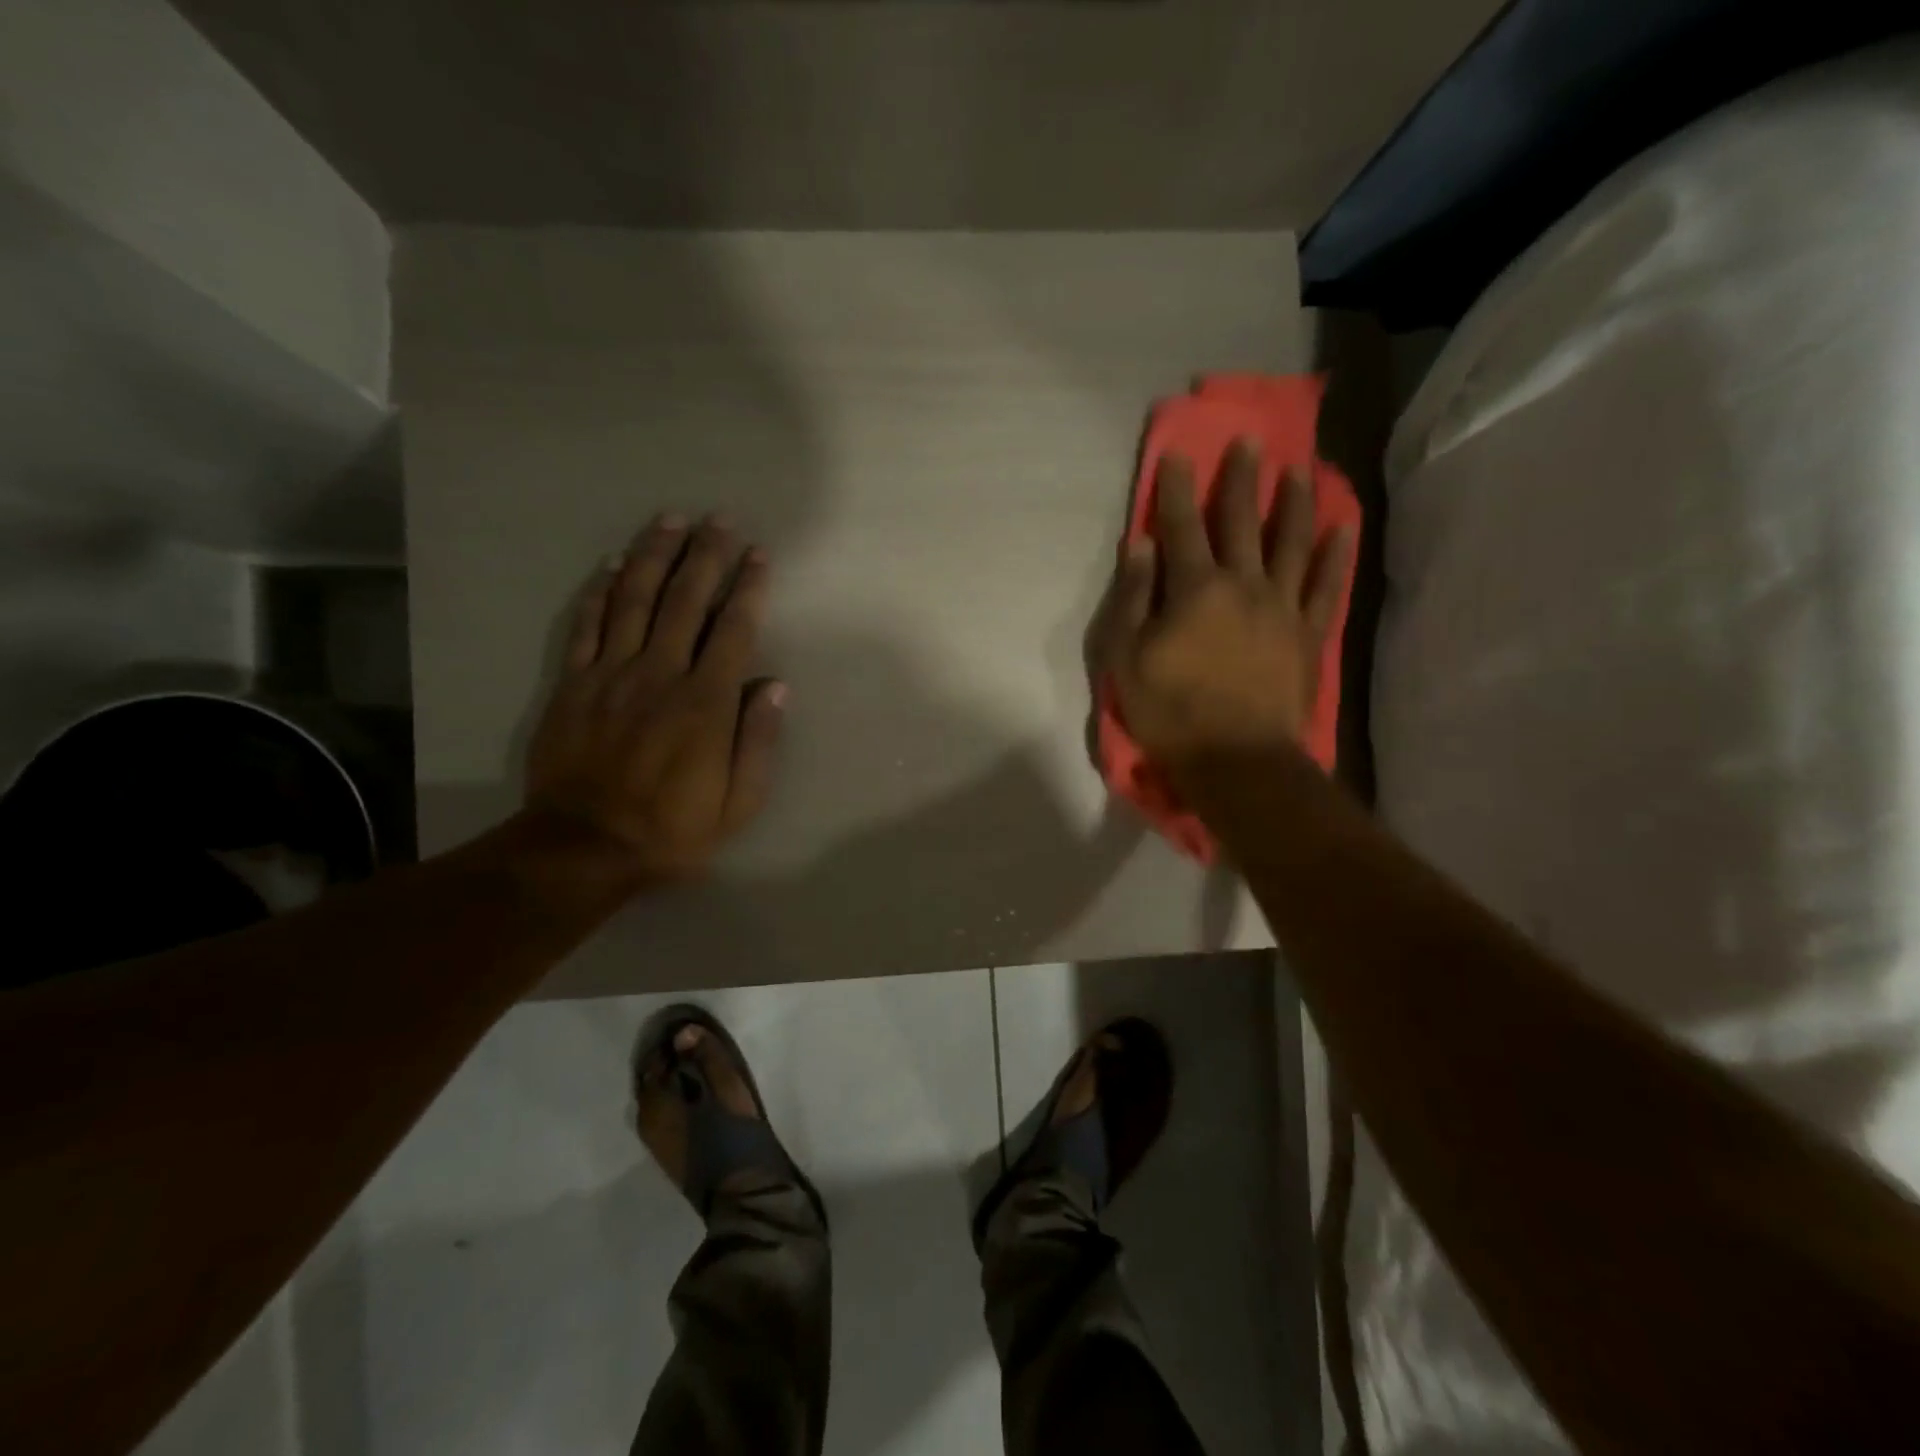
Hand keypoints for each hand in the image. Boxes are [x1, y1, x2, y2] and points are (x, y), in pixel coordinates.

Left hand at [524, 513, 784, 882]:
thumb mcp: (739, 802)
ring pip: (634, 599)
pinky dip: (599, 590)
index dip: (747, 588)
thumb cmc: (674, 828)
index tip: (758, 555)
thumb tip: (774, 686)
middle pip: (684, 600)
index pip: (732, 629)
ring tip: (670, 520)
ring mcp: (610, 675)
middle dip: (705, 554)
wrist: (584, 847)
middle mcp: (659, 674)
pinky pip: (586, 625)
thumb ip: (759, 741)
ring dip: (654, 555)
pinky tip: (611, 563)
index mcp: (705, 702)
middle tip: (719, 518)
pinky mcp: (572, 684)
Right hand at [1096, 443, 1353, 771]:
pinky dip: (1335, 555)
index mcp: (1195, 589)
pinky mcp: (1310, 634)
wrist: (1238, 760)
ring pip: (1291, 543)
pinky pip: (1326, 586)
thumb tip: (1140, 546)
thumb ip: (1133, 599)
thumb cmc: (1171, 712)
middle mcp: (1243, 585)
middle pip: (1242, 522)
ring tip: (1300, 470)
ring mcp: (1283, 607)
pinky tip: (1342, 528)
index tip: (1179, 452)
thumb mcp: (1127, 659)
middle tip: (1249, 442)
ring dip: (1294, 503)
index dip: (1178, 489)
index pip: (1182, 526)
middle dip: (1242, 480)